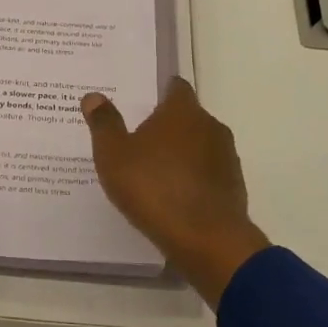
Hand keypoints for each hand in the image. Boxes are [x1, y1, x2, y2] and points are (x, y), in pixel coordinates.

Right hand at [82, 77, 269, 308]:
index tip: (141, 102)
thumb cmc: (154, 189)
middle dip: (166, 126)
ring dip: (180, 154)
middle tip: (137, 141)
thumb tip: (94, 96)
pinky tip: (173, 197)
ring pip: (199, 146)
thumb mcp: (114, 156)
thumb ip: (104, 124)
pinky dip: (192, 178)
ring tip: (153, 172)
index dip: (158, 91)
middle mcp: (210, 126)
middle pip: (187, 117)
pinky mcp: (233, 186)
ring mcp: (226, 157)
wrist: (206, 239)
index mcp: (182, 111)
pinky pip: (207, 173)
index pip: (175, 87)